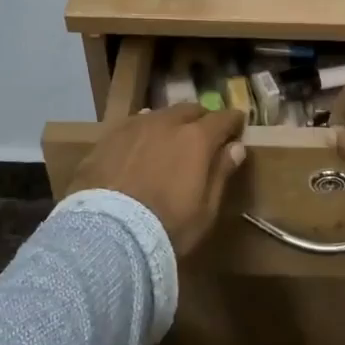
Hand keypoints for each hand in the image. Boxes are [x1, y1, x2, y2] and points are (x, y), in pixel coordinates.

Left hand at [67, 104, 248, 255]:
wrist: (107, 234)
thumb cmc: (167, 227)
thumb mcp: (206, 210)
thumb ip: (221, 174)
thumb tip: (236, 147)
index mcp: (196, 139)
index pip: (222, 119)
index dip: (233, 121)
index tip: (238, 125)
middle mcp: (166, 124)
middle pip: (189, 110)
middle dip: (200, 119)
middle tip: (204, 134)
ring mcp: (133, 127)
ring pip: (158, 115)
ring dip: (169, 124)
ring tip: (170, 138)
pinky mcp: (106, 139)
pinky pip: (131, 126)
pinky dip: (142, 132)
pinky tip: (139, 145)